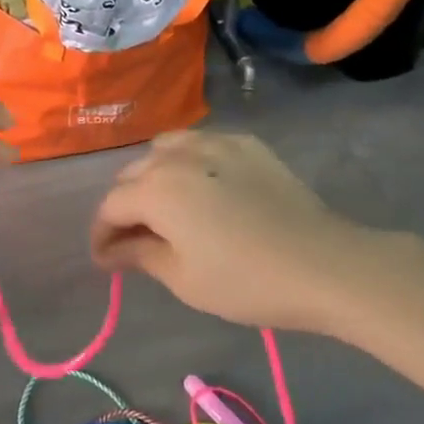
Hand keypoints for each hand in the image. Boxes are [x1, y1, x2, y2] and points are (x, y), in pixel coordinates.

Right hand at [90, 131, 376, 333]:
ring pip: (166, 149)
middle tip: (133, 239)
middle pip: (133, 173)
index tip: (105, 260)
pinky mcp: (247, 144)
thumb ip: (140, 255)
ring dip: (154, 175)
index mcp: (156, 189)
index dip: (101, 234)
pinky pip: (203, 144)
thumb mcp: (184, 278)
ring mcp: (216, 142)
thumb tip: (110, 250)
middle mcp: (178, 155)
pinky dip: (191, 162)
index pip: (111, 206)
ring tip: (166, 205)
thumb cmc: (246, 281)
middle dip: (125, 205)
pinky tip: (205, 187)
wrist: (322, 263)